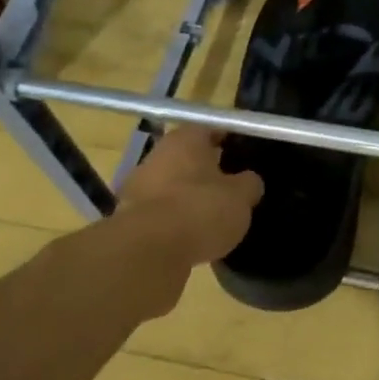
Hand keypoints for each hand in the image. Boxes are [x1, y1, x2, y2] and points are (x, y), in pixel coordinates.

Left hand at [115, 125, 263, 268]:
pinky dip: (175, 219)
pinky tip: (192, 236)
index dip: (229, 140)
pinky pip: (161, 211)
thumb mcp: (241, 197)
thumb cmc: (201, 210)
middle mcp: (158, 154)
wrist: (149, 250)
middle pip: (189, 157)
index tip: (244, 154)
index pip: (211, 129)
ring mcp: (139, 185)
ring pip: (173, 184)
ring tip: (213, 217)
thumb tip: (248, 181)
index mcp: (186, 139)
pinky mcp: (129, 216)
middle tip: (231, 187)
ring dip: (189, 196)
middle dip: (208, 170)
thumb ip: (249, 184)